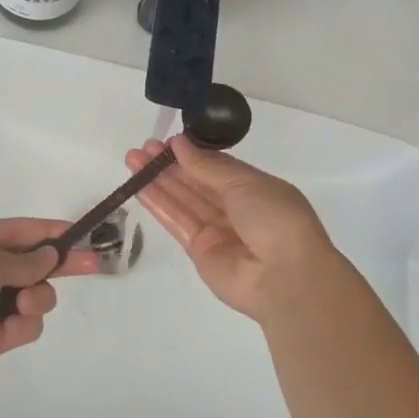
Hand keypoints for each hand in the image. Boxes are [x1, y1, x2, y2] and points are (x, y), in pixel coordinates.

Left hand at [0, 219, 97, 410]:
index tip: (81, 233)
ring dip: (38, 297)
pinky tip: (12, 329)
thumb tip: (48, 256)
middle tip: (93, 264)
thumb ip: (21, 260)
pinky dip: (25, 325)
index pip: (18, 231)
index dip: (50, 231)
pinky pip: (24, 325)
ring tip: (25, 305)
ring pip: (33, 295)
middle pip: (30, 263)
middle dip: (58, 264)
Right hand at [125, 135, 342, 320]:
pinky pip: (177, 222)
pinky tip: (139, 186)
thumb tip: (180, 143)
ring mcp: (217, 231)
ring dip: (158, 180)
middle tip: (142, 148)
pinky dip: (159, 204)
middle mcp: (235, 208)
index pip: (217, 166)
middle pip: (196, 182)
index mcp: (254, 188)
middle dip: (170, 164)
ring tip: (132, 160)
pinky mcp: (200, 252)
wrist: (286, 277)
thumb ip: (208, 166)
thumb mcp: (245, 183)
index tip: (166, 141)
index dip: (191, 153)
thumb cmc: (275, 218)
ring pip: (183, 200)